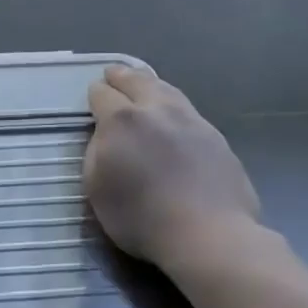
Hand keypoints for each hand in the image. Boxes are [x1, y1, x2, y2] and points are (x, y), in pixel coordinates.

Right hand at [85, 66, 260, 269]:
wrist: (209, 234)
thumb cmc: (142, 217)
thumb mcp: (96, 189)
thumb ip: (95, 153)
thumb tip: (104, 136)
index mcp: (122, 120)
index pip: (102, 94)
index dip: (94, 95)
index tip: (92, 98)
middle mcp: (156, 109)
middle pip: (136, 80)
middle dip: (121, 76)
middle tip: (113, 74)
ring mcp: (190, 120)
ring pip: (166, 89)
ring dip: (150, 83)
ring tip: (144, 83)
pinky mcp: (214, 136)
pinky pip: (187, 109)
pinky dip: (172, 103)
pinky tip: (173, 113)